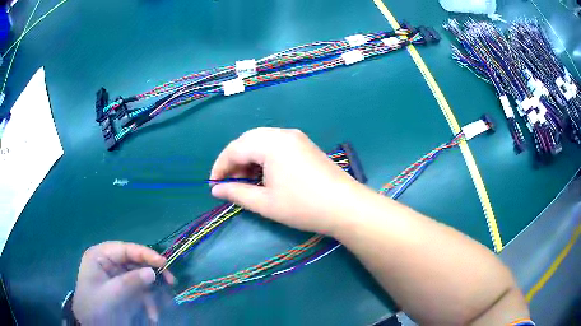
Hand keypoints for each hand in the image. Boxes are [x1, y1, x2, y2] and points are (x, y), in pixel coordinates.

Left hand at [72, 241, 174, 324]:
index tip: (163, 263)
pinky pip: (140, 292)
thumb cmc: (94, 307)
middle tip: (170, 282)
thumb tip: (152, 272)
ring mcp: (117, 277)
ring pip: (140, 278)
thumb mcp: (110, 295)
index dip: (145, 253)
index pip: (125, 249)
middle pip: (135, 262)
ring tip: (163, 304)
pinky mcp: (124, 291)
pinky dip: (148, 303)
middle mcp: (109, 263)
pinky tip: (152, 315)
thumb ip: (130, 282)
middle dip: (152, 274)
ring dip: (152, 292)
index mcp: (100, 256)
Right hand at [210, 128, 366, 234]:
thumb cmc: (303, 206)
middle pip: (247, 140)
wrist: (346, 206)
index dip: (220, 166)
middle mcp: (283, 133)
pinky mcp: (305, 145)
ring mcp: (296, 137)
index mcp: (271, 143)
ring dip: (249, 158)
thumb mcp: (265, 203)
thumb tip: (215, 190)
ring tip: (246, 181)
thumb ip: (237, 193)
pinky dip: (264, 157)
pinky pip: (276, 144)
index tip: (213, 185)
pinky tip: (265, 175)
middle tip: (230, 183)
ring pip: (261, 141)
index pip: (235, 148)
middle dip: (234, 161)